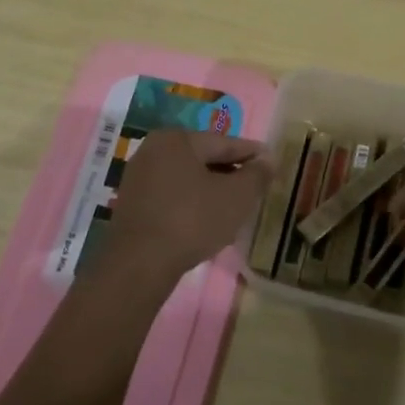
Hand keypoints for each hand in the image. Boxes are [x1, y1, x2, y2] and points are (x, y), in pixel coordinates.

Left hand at [107, 129, 271, 279]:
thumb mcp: (237, 196)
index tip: (272, 162)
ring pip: (188, 178)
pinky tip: (207, 219)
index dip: (252, 153)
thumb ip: (256, 174)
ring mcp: (139, 177)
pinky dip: (192, 202)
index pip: (225, 142)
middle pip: (204, 158)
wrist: (139, 264)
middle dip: (231, 172)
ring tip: (235, 206)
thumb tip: (268, 159)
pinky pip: (172, 195)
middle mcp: (153, 149)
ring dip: (212, 189)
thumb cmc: (192, 220)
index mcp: (178, 139)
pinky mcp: (132, 203)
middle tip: (256, 187)